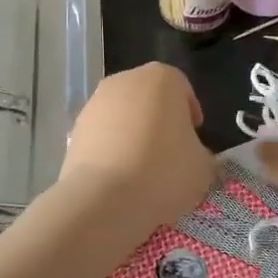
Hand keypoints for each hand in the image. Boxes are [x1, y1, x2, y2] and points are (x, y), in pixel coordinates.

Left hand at [59, 63, 213, 233]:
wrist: (104, 199)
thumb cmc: (164, 171)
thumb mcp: (202, 166)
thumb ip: (199, 152)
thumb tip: (191, 155)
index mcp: (162, 78)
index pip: (182, 88)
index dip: (190, 113)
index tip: (194, 138)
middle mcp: (125, 81)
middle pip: (149, 97)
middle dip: (159, 120)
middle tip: (170, 152)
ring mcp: (95, 103)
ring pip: (122, 115)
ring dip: (133, 134)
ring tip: (143, 169)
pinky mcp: (75, 129)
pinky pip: (102, 136)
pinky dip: (111, 149)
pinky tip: (119, 178)